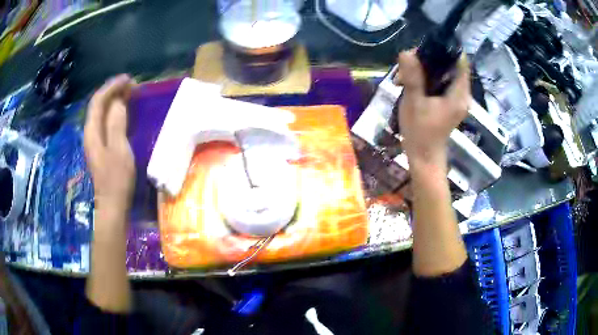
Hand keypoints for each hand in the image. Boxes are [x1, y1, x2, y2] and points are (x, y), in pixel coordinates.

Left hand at [84, 75, 135, 212]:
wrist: (112, 205)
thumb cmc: (116, 179)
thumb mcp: (119, 149)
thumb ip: (117, 123)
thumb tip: (118, 102)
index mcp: (92, 132)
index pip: (98, 101)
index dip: (111, 87)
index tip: (128, 79)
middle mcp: (90, 133)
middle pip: (98, 105)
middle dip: (113, 91)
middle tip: (132, 85)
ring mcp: (94, 141)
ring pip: (101, 113)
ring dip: (114, 100)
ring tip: (129, 94)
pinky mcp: (100, 147)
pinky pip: (105, 122)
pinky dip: (114, 112)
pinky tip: (124, 112)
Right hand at [394, 50, 470, 167]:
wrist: (424, 157)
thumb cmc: (420, 133)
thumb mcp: (414, 103)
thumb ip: (413, 77)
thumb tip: (406, 52)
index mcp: (459, 93)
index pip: (459, 60)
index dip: (443, 50)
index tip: (422, 51)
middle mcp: (462, 93)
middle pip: (449, 64)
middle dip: (427, 60)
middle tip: (406, 66)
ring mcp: (456, 98)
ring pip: (442, 72)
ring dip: (423, 69)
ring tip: (403, 77)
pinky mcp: (449, 101)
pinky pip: (439, 81)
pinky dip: (425, 78)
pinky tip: (409, 83)